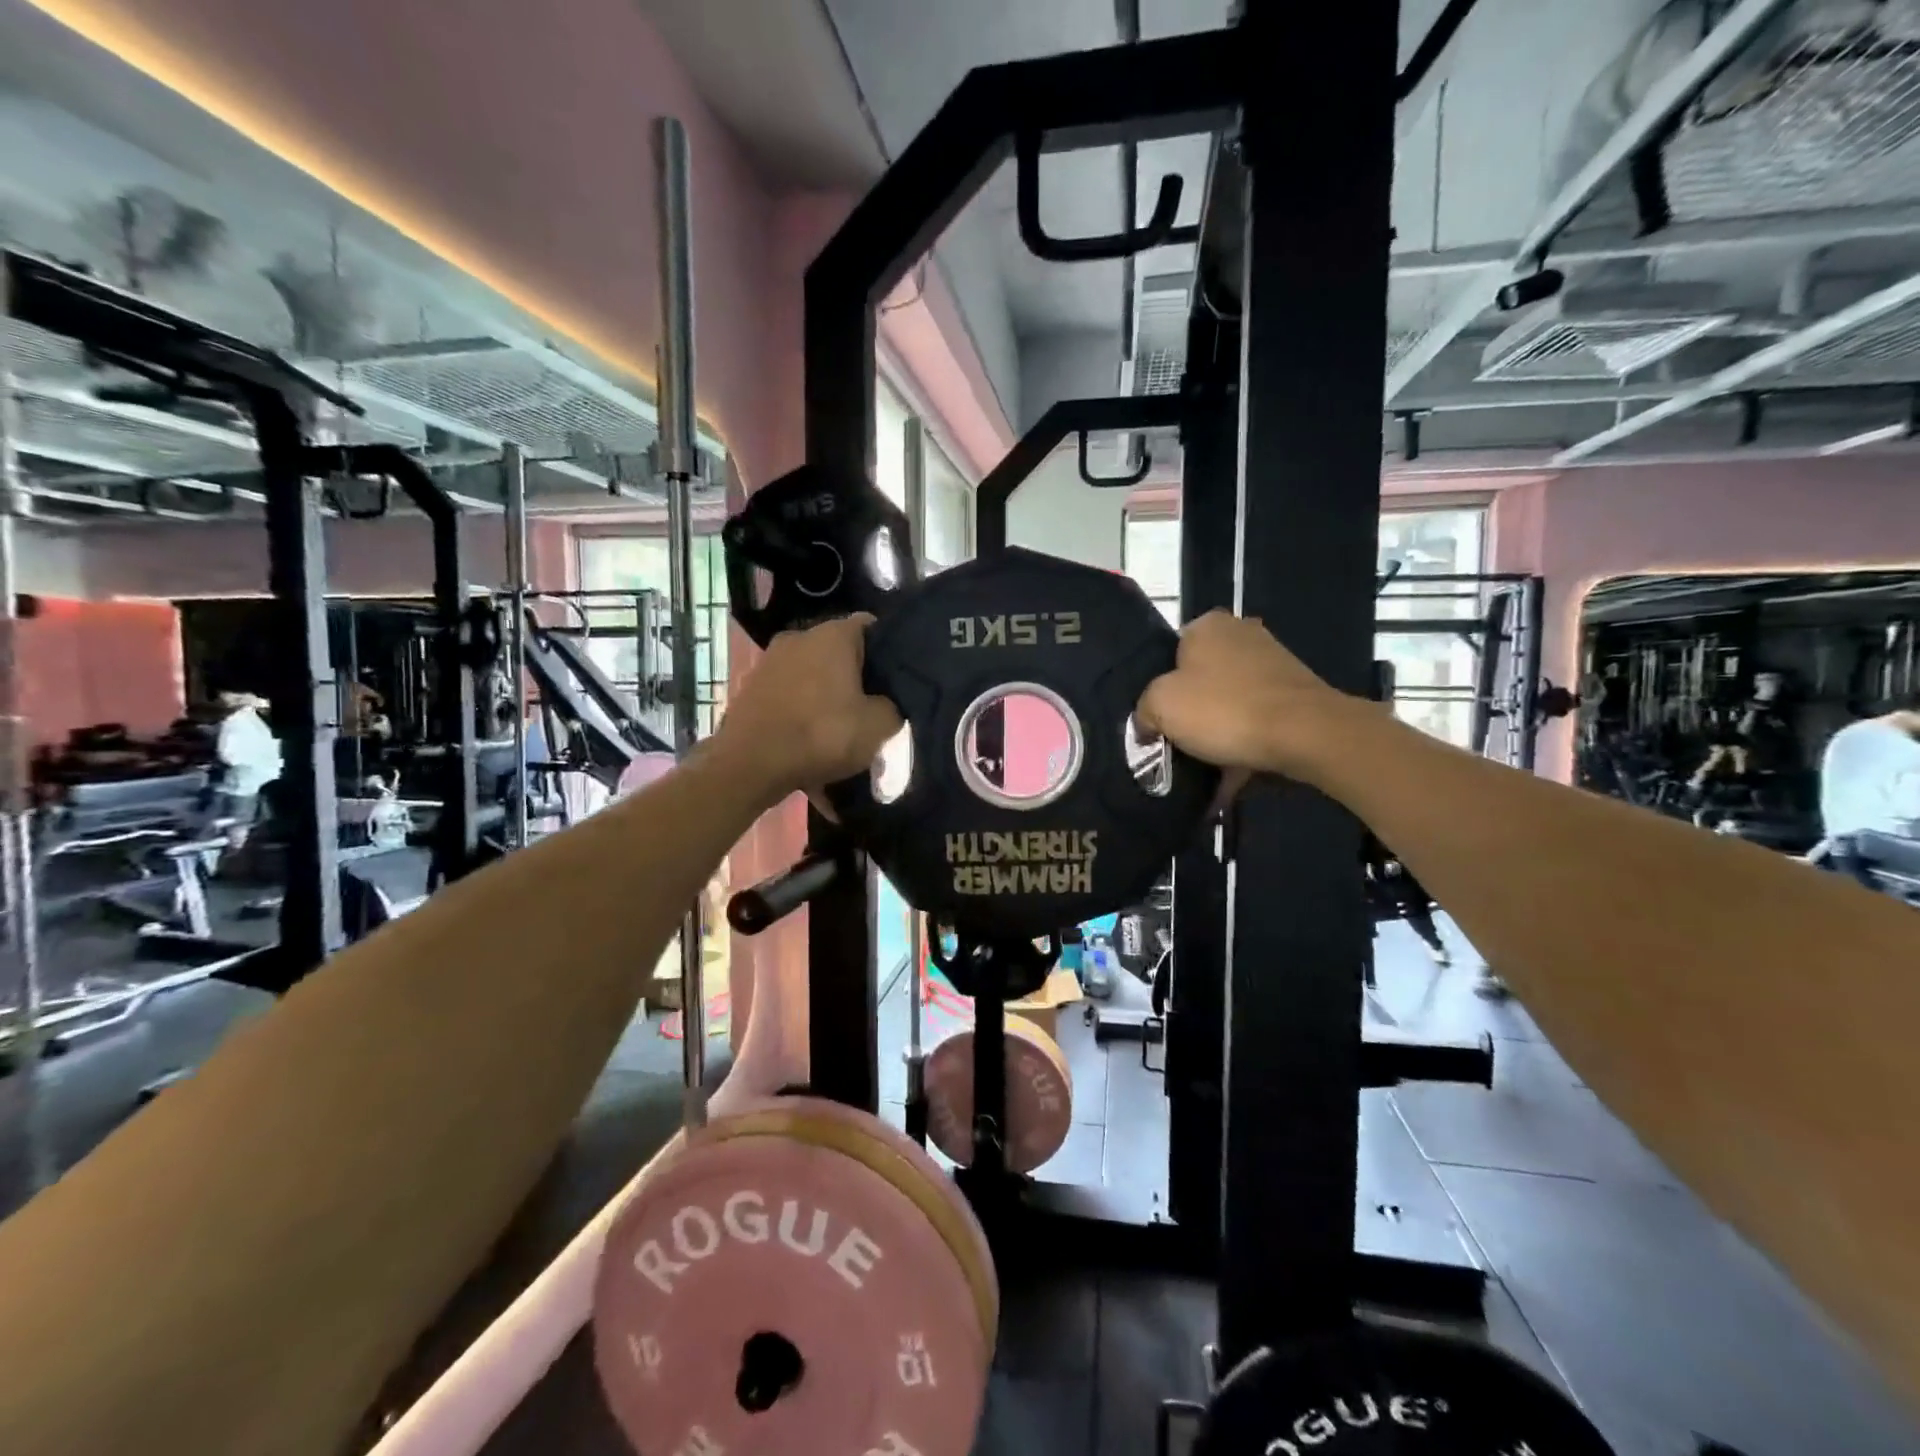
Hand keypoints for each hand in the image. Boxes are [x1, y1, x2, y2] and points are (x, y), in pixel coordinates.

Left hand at [715, 615, 902, 798]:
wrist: (750, 766)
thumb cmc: (822, 735)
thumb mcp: (879, 726)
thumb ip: (893, 707)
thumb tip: (887, 703)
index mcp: (833, 635)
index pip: (872, 628)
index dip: (890, 651)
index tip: (898, 679)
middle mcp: (799, 637)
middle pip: (840, 654)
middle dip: (856, 680)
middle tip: (872, 711)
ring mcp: (770, 662)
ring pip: (813, 678)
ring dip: (828, 701)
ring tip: (840, 734)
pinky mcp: (751, 689)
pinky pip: (790, 699)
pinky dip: (803, 717)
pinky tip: (811, 746)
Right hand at [1135, 610, 1368, 782]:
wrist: (1305, 734)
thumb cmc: (1224, 709)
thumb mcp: (1161, 705)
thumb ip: (1144, 710)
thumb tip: (1147, 725)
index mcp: (1207, 626)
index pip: (1170, 654)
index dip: (1160, 688)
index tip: (1158, 719)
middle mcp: (1242, 633)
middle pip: (1200, 679)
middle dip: (1191, 713)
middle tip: (1177, 744)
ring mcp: (1274, 663)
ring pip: (1229, 703)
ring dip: (1217, 734)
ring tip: (1205, 770)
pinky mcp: (1295, 694)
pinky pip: (1256, 721)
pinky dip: (1243, 746)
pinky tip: (1232, 779)